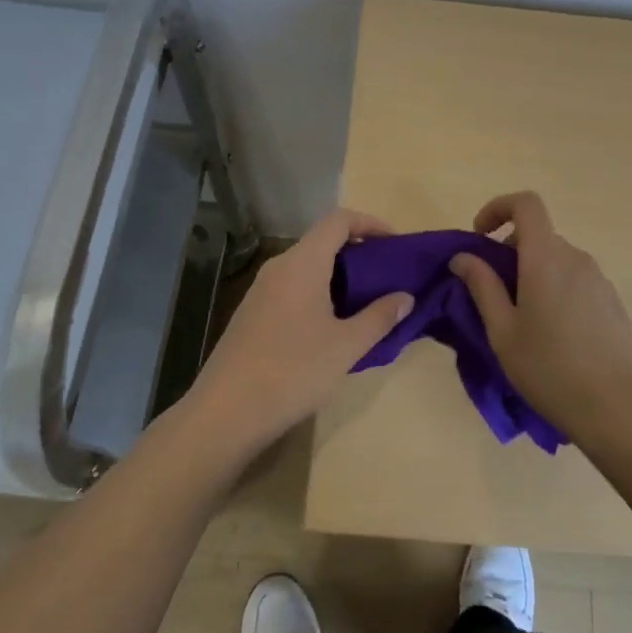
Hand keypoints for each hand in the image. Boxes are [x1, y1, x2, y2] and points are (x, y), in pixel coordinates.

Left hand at [186, 207, 412, 450]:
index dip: (370, 224)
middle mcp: (279, 267)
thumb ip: (379, 317)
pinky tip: (332, 326)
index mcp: (302, 263)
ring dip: (339, 276)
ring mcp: (261, 291)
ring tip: (366, 303)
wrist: (226, 412)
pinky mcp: (253, 314)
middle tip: (387, 277)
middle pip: (323, 241)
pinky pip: (293, 288)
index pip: (338, 220)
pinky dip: (319, 293)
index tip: (395, 244)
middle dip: (358, 253)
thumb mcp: (346, 346)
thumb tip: (405, 298)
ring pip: (307, 267)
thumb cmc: (293, 371)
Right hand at [450, 191, 631, 443]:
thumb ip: (481, 286)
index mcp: (545, 258)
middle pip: (539, 235)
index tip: (480, 237)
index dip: (498, 208)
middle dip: (510, 252)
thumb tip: (463, 257)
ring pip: (557, 260)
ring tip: (523, 322)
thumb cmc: (549, 368)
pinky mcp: (612, 301)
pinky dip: (556, 289)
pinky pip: (576, 280)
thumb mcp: (502, 331)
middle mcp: (575, 258)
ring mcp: (599, 279)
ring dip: (533, 274)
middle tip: (494, 294)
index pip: (526, 204)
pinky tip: (554, 336)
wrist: (617, 407)